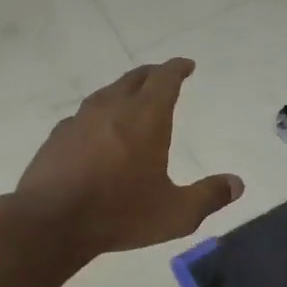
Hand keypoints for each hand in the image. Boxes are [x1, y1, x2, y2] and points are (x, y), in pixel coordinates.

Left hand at [11, 59, 242, 258]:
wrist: (49, 222)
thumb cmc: (119, 213)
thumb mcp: (175, 213)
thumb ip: (209, 196)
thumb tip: (237, 184)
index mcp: (145, 118)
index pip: (164, 79)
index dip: (177, 69)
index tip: (186, 65)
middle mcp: (112, 108)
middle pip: (135, 78)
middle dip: (153, 74)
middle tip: (164, 76)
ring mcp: (80, 120)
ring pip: (107, 93)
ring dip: (124, 91)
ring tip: (132, 100)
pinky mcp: (58, 137)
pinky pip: (84, 115)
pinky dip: (99, 115)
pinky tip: (98, 131)